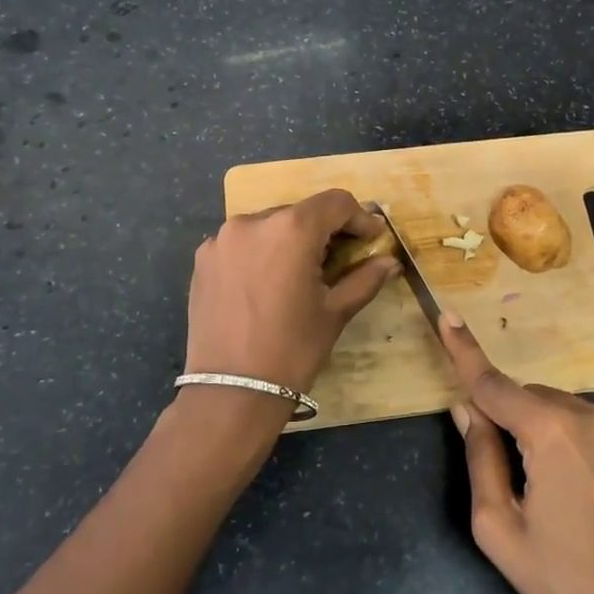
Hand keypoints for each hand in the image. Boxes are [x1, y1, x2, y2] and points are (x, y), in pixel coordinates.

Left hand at [184, 189, 397, 397]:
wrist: (231, 391)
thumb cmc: (292, 350)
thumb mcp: (335, 312)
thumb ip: (364, 279)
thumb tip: (390, 262)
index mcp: (291, 229)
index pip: (335, 203)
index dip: (359, 217)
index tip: (371, 239)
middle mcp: (253, 221)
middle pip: (301, 212)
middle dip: (324, 231)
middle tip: (339, 260)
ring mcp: (222, 239)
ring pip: (269, 225)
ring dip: (291, 240)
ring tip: (300, 273)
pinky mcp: (203, 258)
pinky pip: (242, 243)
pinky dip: (261, 253)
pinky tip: (267, 283)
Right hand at [439, 312, 593, 593]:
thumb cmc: (558, 575)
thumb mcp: (498, 526)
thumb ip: (480, 455)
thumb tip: (468, 408)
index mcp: (551, 432)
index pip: (494, 384)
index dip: (465, 351)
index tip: (447, 315)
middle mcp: (591, 415)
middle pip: (530, 398)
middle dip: (512, 419)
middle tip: (513, 473)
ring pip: (562, 410)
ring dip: (545, 430)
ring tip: (553, 489)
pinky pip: (592, 426)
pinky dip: (575, 441)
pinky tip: (584, 490)